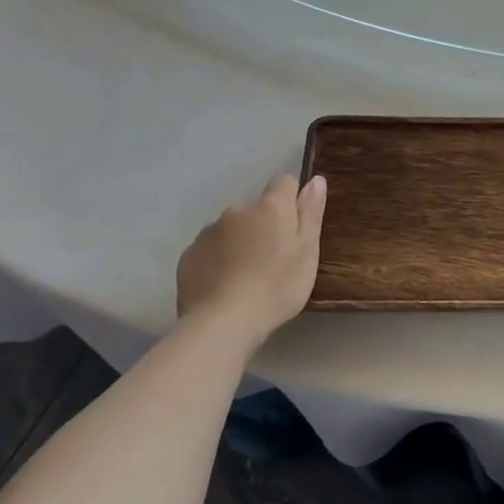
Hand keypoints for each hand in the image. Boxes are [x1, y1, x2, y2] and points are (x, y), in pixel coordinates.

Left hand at [177, 174, 326, 346]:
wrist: (223, 323)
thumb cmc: (277, 287)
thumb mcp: (307, 251)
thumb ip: (311, 212)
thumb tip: (315, 179)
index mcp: (271, 207)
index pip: (284, 182)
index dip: (292, 200)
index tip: (295, 228)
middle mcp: (237, 210)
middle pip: (256, 207)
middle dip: (264, 224)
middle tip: (273, 259)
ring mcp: (208, 231)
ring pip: (232, 228)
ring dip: (240, 241)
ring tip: (246, 275)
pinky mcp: (188, 255)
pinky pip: (210, 248)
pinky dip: (218, 258)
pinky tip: (224, 284)